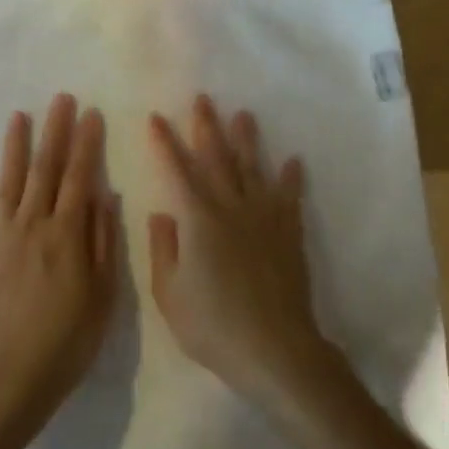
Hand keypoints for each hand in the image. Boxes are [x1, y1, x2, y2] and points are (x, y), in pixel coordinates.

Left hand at [0, 93, 117, 435]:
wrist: (7, 380)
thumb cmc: (66, 343)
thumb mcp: (102, 297)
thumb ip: (103, 243)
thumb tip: (105, 195)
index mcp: (66, 234)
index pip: (80, 177)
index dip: (86, 143)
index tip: (91, 113)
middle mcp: (33, 225)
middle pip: (46, 169)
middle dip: (55, 131)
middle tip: (61, 99)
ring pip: (10, 182)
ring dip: (15, 147)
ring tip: (19, 116)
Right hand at [147, 95, 329, 401]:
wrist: (275, 349)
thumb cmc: (214, 327)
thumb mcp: (170, 295)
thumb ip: (163, 250)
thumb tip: (161, 213)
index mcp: (198, 219)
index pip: (177, 170)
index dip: (164, 143)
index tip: (156, 118)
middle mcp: (231, 206)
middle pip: (217, 157)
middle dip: (206, 126)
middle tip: (202, 99)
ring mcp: (264, 217)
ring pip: (253, 167)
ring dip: (247, 139)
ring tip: (243, 114)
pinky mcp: (289, 232)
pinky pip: (290, 197)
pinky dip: (291, 177)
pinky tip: (293, 160)